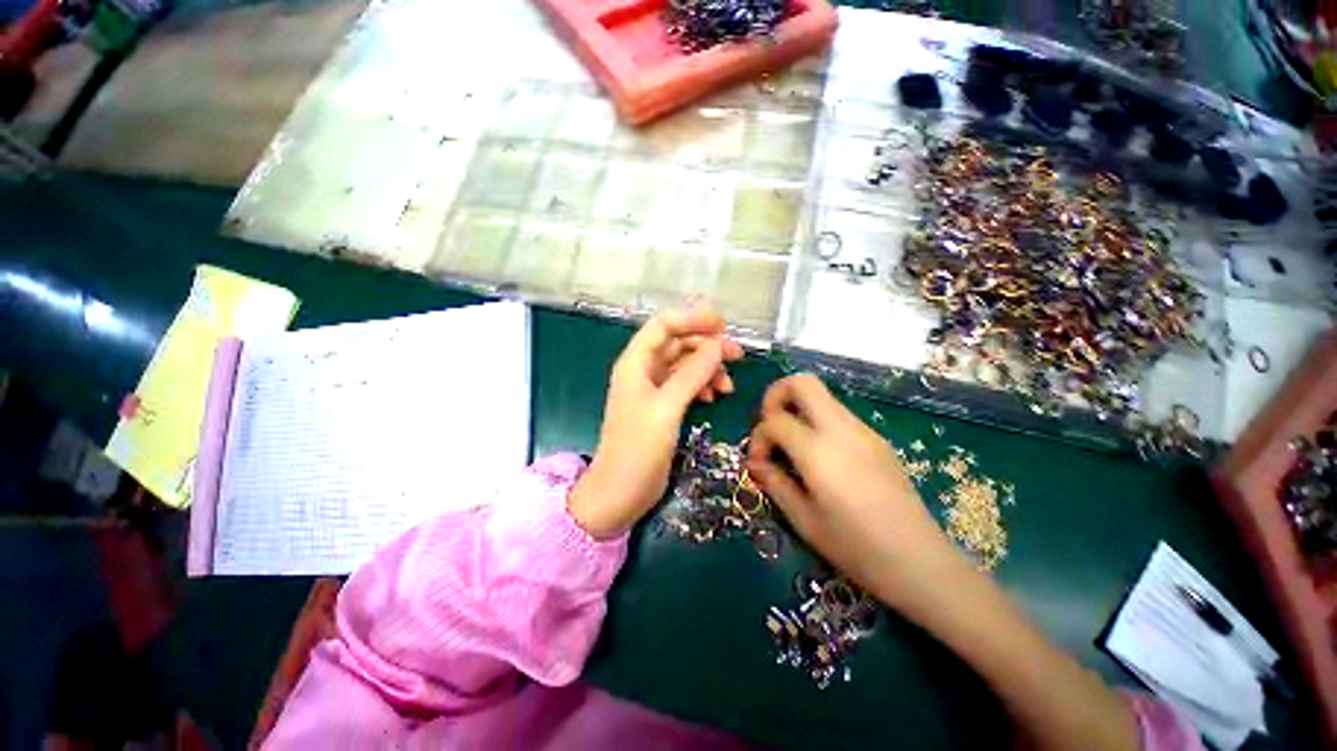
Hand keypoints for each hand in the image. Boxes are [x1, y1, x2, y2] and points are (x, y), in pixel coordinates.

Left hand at [568, 309, 742, 538]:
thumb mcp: (666, 409)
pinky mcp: (662, 408)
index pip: (663, 326)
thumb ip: (692, 374)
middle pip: (677, 344)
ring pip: (684, 365)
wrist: (619, 494)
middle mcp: (643, 371)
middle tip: (737, 355)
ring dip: (708, 369)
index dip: (692, 319)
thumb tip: (717, 345)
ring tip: (728, 386)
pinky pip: (685, 385)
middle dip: (706, 345)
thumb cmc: (637, 450)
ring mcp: (653, 390)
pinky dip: (702, 386)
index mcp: (635, 363)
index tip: (723, 324)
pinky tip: (715, 397)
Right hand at [746, 374, 968, 613]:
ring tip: (792, 447)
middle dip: (776, 396)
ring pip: (822, 396)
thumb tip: (756, 463)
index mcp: (819, 451)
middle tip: (770, 427)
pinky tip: (819, 458)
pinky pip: (837, 415)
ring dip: (798, 410)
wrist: (922, 564)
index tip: (758, 463)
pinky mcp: (877, 440)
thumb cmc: (857, 549)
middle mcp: (842, 429)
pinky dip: (817, 423)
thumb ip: (774, 483)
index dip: (758, 438)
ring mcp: (864, 431)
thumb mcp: (803, 520)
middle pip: (803, 382)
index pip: (774, 421)